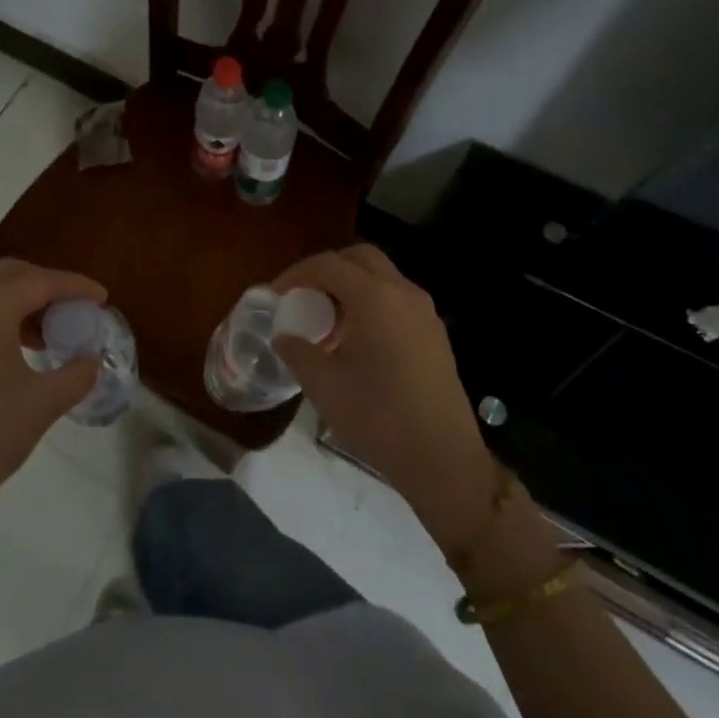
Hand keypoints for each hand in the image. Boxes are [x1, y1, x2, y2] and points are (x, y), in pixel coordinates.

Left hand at [0, 259, 103, 584]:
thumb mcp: (43, 403)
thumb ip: (77, 372)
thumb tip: (91, 359)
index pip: (41, 281)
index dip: (76, 287)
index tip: (102, 298)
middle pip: (10, 274)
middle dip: (46, 285)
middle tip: (75, 308)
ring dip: (19, 300)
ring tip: (49, 331)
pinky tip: (14, 346)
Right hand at [272, 245, 501, 558]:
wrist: (442, 458)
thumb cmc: (377, 417)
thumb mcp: (323, 384)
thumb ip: (297, 351)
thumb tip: (284, 336)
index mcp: (375, 298)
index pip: (328, 265)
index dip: (296, 274)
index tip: (276, 295)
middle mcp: (404, 293)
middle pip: (360, 258)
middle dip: (327, 269)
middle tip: (303, 295)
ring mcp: (425, 312)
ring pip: (382, 278)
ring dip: (351, 286)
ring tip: (326, 319)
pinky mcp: (435, 334)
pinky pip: (396, 300)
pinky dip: (371, 304)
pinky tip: (356, 340)